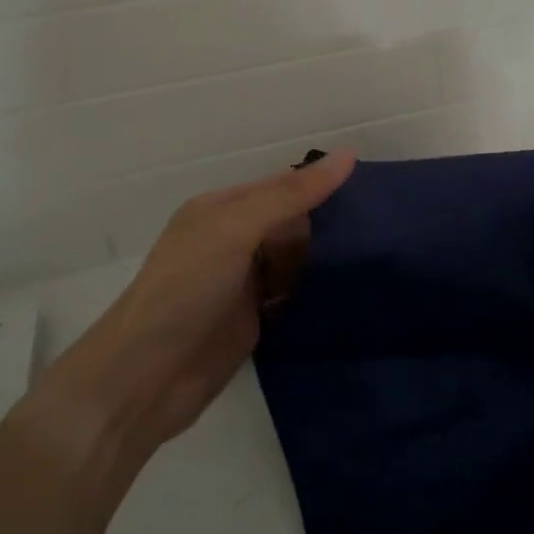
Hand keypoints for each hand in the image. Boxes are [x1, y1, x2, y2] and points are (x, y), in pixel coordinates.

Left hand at [24, 153, 355, 465]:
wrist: (146, 378)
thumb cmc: (187, 289)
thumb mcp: (237, 230)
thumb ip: (291, 195)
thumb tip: (348, 155)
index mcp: (222, 209)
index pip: (282, 186)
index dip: (322, 184)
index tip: (375, 187)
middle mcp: (233, 240)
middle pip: (292, 222)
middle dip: (330, 223)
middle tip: (387, 226)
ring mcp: (243, 281)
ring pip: (296, 259)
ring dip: (328, 259)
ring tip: (383, 254)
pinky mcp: (254, 319)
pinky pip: (293, 294)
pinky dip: (317, 292)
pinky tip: (353, 291)